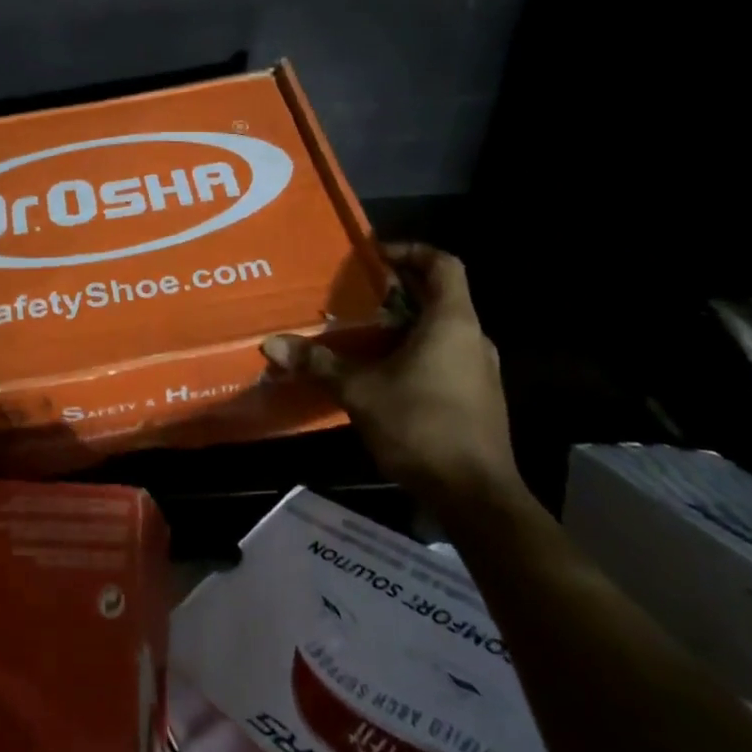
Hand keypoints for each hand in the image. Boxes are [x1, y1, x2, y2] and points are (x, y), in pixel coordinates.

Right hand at [262, 243, 519, 507]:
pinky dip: (416, 353)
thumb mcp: (360, 391)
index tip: (375, 257)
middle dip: (397, 291)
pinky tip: (382, 373)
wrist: (477, 500)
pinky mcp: (479, 399)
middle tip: (355, 294)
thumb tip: (271, 344)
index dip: (411, 251)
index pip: (442, 264)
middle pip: (439, 295)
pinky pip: (446, 358)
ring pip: (441, 330)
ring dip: (405, 325)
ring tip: (362, 332)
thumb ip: (319, 363)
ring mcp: (480, 371)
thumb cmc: (422, 426)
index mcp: (452, 322)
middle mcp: (473, 338)